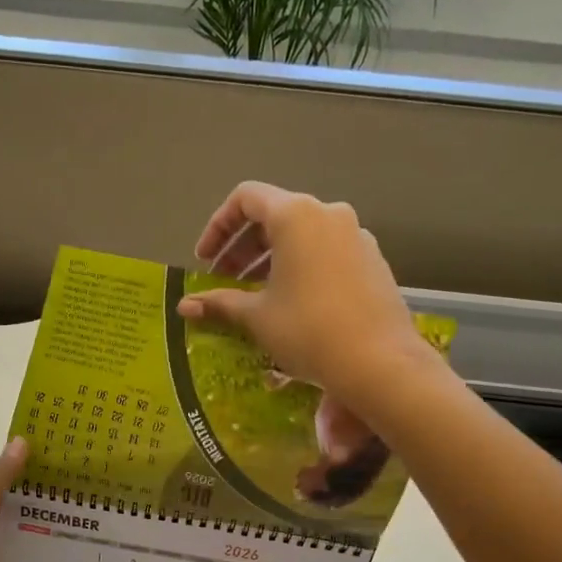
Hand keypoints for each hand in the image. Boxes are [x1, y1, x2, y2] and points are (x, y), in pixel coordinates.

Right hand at [177, 182, 436, 402]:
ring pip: (302, 235)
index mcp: (296, 216)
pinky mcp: (372, 260)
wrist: (378, 362)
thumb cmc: (308, 330)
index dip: (218, 226)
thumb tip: (183, 307)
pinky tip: (292, 303)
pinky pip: (326, 251)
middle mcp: (328, 214)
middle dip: (242, 246)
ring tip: (254, 294)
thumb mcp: (257, 317)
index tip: (205, 261)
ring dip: (270, 258)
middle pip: (275, 215)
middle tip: (224, 280)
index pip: (246, 199)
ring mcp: (356, 236)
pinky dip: (300, 266)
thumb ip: (219, 303)